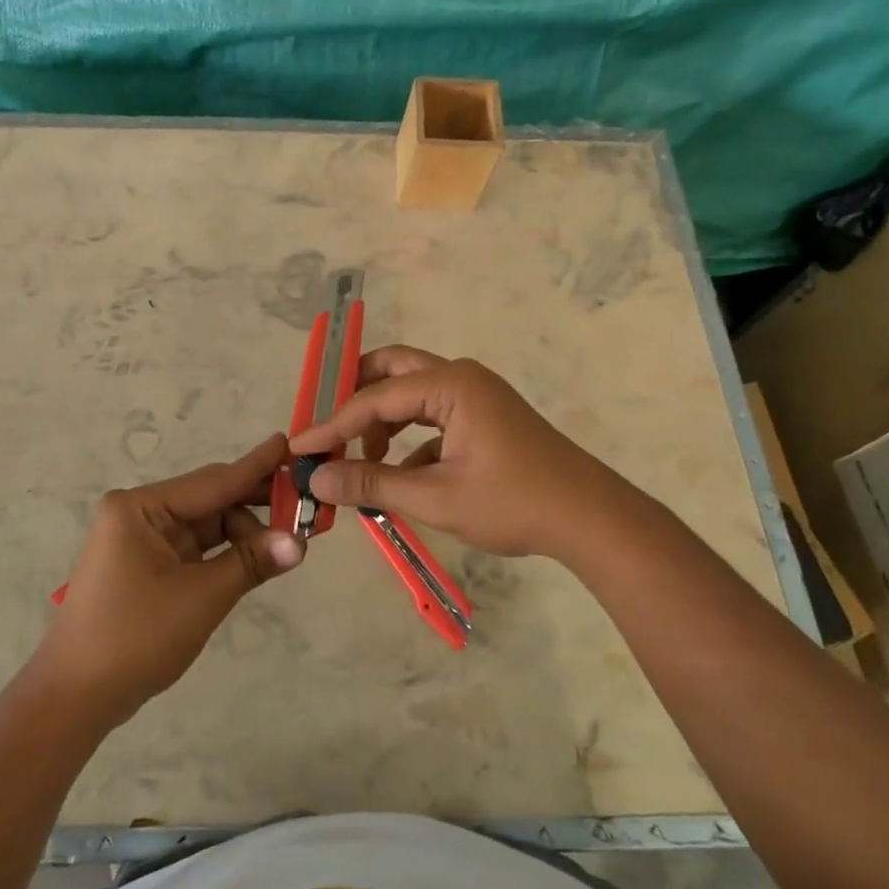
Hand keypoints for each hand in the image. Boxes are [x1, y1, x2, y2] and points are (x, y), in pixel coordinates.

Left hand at [35, 434, 304, 725]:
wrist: (75, 697)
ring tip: (287, 544)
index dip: (256, 466)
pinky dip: (225, 553)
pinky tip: (257, 557)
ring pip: (206, 525)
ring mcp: (140, 539)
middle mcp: (139, 513)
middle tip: (304, 505)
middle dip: (256, 506)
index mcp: (141, 508)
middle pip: (210, 500)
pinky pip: (195, 547)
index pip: (213, 481)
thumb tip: (300, 542)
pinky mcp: (146, 564)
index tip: (289, 443)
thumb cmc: (135, 638)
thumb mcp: (201, 597)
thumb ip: (251, 562)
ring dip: (243, 534)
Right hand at [288, 347, 617, 559]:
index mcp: (450, 384)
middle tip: (327, 428)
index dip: (332, 425)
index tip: (298, 447)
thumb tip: (317, 479)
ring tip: (362, 460)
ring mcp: (475, 395)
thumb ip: (373, 483)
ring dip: (382, 420)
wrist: (590, 519)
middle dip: (355, 397)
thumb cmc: (514, 504)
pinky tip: (401, 474)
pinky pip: (432, 415)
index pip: (374, 398)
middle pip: (392, 370)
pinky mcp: (484, 416)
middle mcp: (460, 377)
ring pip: (412, 393)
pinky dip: (409, 437)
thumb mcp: (436, 497)